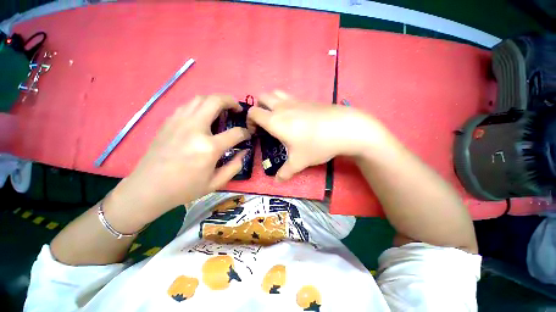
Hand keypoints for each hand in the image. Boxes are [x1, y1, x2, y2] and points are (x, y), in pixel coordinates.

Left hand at [105, 95, 250, 230]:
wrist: (148, 188)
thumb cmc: (185, 188)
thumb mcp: (216, 183)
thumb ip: (235, 166)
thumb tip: (245, 151)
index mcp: (209, 148)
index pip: (235, 133)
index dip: (245, 133)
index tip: (247, 135)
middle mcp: (195, 129)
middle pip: (216, 101)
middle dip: (231, 101)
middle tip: (237, 108)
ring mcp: (179, 122)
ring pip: (200, 98)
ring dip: (215, 100)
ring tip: (222, 109)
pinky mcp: (168, 122)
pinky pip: (188, 105)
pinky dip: (200, 105)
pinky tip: (203, 115)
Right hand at [248, 91, 387, 180]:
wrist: (345, 128)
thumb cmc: (317, 145)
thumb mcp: (299, 162)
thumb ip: (285, 172)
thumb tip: (277, 181)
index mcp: (275, 121)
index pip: (253, 113)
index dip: (249, 121)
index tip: (255, 132)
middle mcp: (282, 107)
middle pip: (262, 97)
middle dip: (259, 108)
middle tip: (265, 123)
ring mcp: (296, 100)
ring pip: (276, 93)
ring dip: (271, 102)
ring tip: (278, 117)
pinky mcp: (307, 99)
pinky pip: (289, 96)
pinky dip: (285, 103)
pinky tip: (295, 117)